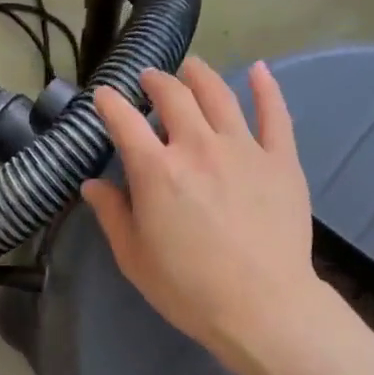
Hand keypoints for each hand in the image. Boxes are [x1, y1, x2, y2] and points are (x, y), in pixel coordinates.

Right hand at [83, 58, 321, 369]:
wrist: (262, 306)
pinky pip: (274, 114)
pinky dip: (266, 88)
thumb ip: (112, 214)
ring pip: (219, 95)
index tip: (102, 96)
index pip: (124, 121)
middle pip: (173, 96)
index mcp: (156, 171)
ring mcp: (243, 148)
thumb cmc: (188, 289)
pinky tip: (260, 71)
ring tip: (191, 68)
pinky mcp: (281, 160)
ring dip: (199, 76)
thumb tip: (92, 184)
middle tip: (149, 80)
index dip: (109, 103)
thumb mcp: (134, 258)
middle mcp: (197, 146)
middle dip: (155, 82)